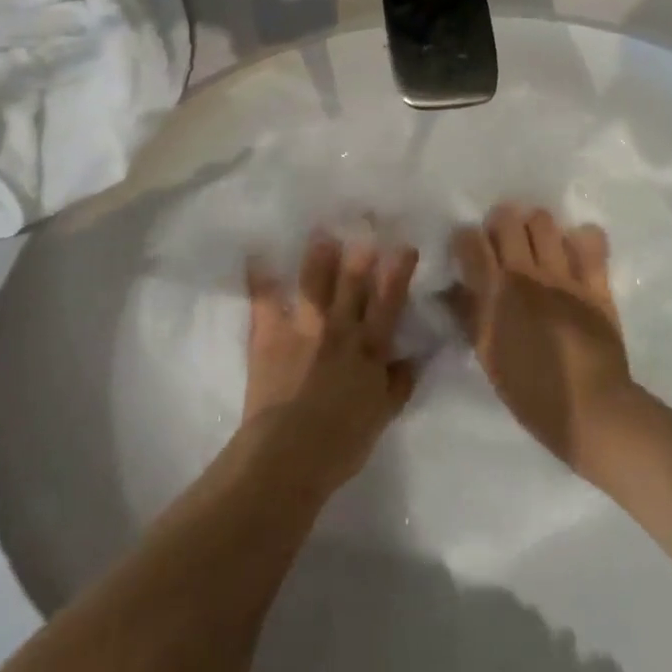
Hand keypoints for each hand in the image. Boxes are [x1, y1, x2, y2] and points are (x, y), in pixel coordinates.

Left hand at [238, 234, 419, 498]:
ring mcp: (304, 326)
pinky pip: (265, 297)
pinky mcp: (270, 332)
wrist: (289, 453)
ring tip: (321, 229)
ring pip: (315, 280)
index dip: (398, 270)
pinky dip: (261, 275)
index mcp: (370, 347)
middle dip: (360, 248)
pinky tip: (257, 251)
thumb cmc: (341, 442)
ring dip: (318, 253)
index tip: (404, 244)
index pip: (389, 301)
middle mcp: (340, 327)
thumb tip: (415, 357)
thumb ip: (398, 383)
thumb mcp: (381, 416)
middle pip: (353, 281)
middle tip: (364, 218)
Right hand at [448, 204, 637, 470]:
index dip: (465, 239)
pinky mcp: (596, 282)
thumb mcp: (488, 355)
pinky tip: (575, 251)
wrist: (592, 413)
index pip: (469, 240)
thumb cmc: (531, 392)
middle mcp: (526, 273)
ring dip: (535, 227)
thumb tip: (451, 288)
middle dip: (499, 224)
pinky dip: (581, 239)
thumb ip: (469, 315)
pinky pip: (591, 242)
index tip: (467, 249)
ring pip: (544, 221)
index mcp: (494, 292)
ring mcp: (564, 275)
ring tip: (536, 243)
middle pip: (506, 219)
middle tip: (501, 242)